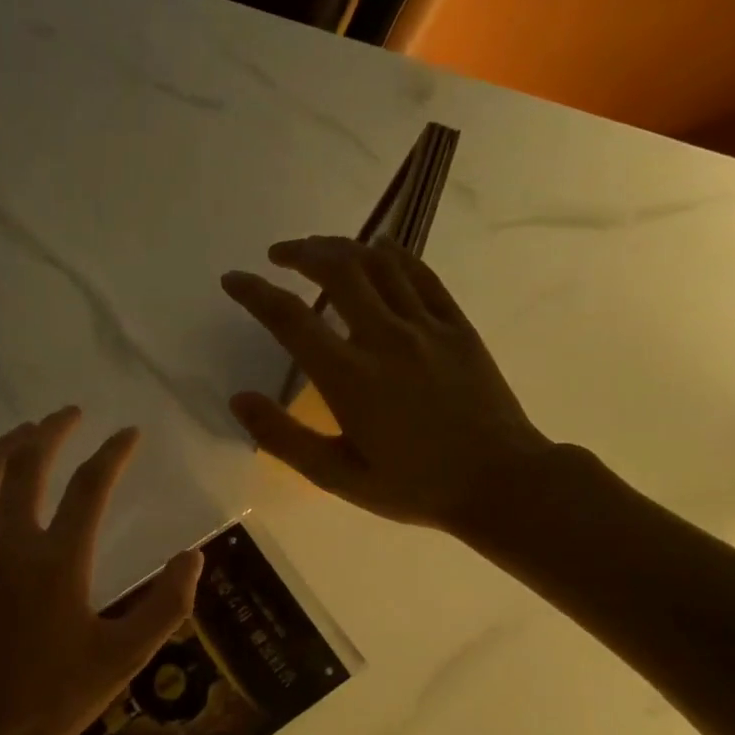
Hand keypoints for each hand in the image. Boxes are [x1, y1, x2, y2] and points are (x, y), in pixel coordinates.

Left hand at [0, 408, 202, 734]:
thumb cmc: (53, 699)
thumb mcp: (123, 659)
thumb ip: (166, 605)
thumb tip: (194, 557)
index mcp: (58, 562)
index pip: (90, 488)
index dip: (113, 454)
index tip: (129, 434)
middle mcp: (11, 546)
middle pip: (27, 468)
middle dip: (50, 432)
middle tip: (69, 414)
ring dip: (5, 448)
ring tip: (24, 431)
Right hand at [222, 236, 553, 538]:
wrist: (501, 484)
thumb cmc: (414, 487)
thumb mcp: (338, 477)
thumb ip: (284, 438)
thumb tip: (239, 400)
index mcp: (349, 377)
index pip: (290, 318)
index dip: (254, 293)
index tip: (233, 279)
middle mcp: (385, 338)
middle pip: (337, 270)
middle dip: (300, 252)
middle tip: (279, 255)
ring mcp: (426, 327)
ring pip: (378, 265)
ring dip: (342, 247)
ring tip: (319, 248)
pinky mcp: (457, 326)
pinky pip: (422, 276)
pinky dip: (395, 255)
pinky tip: (379, 250)